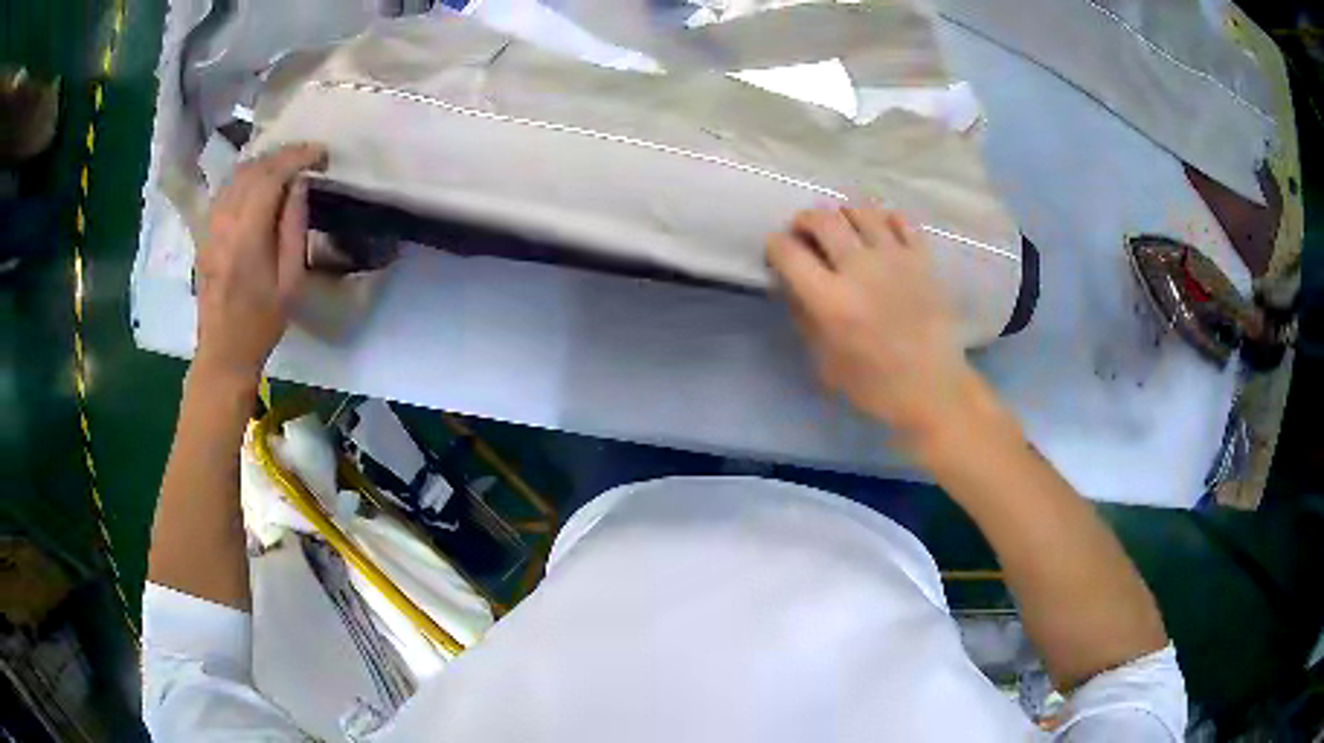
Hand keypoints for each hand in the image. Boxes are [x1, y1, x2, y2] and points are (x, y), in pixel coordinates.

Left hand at [194, 143, 327, 383]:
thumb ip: (293, 228)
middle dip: (283, 155)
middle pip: (252, 169)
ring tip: (286, 167)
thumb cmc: (262, 322)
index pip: (271, 176)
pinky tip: (259, 184)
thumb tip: (299, 185)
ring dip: (263, 163)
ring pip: (235, 176)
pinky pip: (224, 190)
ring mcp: (210, 227)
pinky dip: (245, 177)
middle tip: (309, 157)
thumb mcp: (291, 281)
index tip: (322, 155)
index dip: (298, 157)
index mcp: (247, 236)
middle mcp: (223, 223)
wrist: (224, 350)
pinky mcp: (204, 233)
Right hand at [767, 205, 980, 445]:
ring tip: (842, 228)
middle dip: (804, 220)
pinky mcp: (922, 258)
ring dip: (842, 214)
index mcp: (831, 300)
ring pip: (860, 209)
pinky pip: (899, 219)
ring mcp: (895, 258)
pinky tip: (878, 232)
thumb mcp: (824, 361)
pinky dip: (883, 219)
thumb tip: (791, 282)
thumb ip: (804, 316)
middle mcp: (860, 269)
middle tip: (804, 233)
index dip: (775, 246)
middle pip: (822, 218)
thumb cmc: (874, 384)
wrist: (933, 389)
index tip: (777, 252)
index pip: (789, 252)